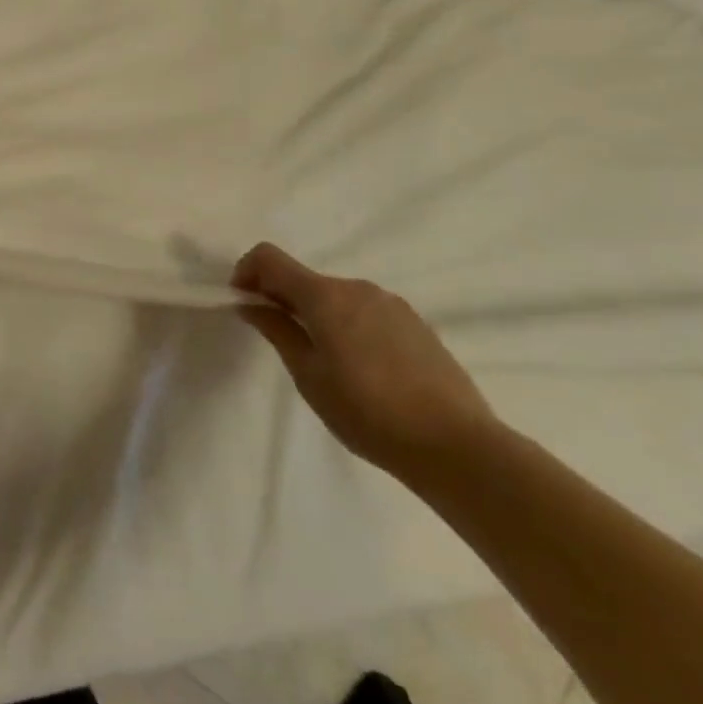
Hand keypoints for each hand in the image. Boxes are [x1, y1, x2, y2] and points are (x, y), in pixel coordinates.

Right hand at [233, 242, 496, 481]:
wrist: (458, 446)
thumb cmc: (368, 412)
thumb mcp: (309, 376)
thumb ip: (277, 330)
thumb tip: (250, 303)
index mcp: (325, 295)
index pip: (270, 258)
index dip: (247, 273)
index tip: (244, 305)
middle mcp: (357, 287)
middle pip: (304, 278)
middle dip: (282, 299)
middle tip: (279, 341)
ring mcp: (391, 303)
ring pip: (337, 297)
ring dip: (317, 314)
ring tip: (325, 362)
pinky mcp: (416, 324)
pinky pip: (366, 312)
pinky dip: (348, 325)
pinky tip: (362, 370)